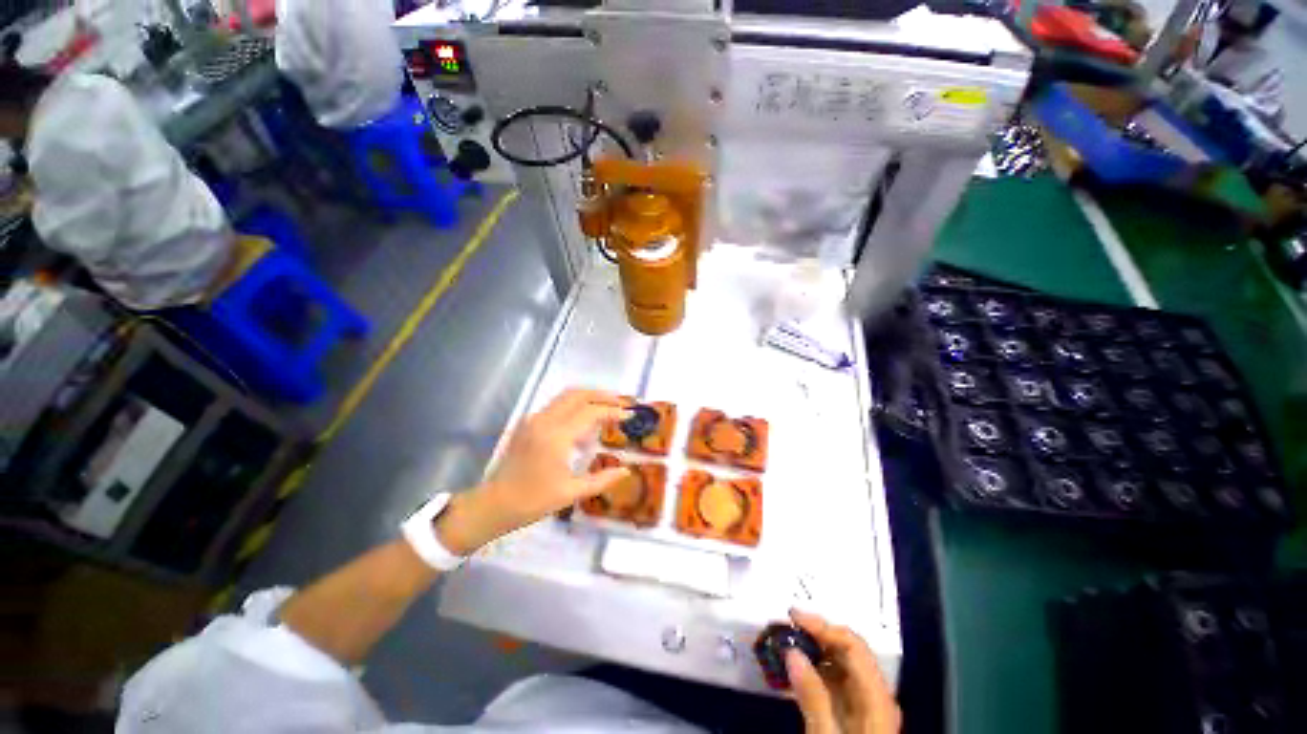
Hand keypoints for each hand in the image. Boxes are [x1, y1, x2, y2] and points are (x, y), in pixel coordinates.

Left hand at [435, 389, 630, 554]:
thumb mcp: (571, 493)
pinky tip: (584, 423)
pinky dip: (575, 406)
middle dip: (602, 395)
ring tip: (606, 408)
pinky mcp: (528, 423)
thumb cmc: (533, 501)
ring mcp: (534, 419)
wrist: (493, 504)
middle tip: (621, 404)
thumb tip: (626, 470)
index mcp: (556, 436)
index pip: (591, 412)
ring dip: (588, 397)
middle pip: (578, 394)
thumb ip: (602, 479)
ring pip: (565, 396)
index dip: (613, 411)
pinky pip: (556, 406)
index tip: (629, 415)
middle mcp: (544, 420)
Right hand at [786, 609, 900, 733]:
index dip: (823, 625)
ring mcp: (865, 704)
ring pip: (840, 664)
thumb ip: (812, 696)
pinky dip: (814, 669)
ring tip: (785, 643)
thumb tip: (792, 652)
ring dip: (813, 649)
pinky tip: (795, 670)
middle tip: (785, 626)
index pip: (853, 646)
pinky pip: (835, 681)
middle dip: (816, 634)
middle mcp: (875, 695)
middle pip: (848, 650)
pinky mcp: (854, 714)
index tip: (792, 615)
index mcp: (877, 699)